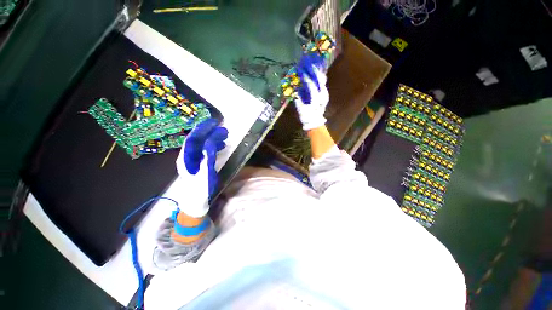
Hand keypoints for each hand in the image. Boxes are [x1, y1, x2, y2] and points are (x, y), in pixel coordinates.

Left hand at [176, 118, 227, 196]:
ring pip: (202, 145)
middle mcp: (188, 157)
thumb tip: (210, 142)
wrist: (196, 203)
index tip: (213, 122)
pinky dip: (214, 146)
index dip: (202, 129)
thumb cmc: (200, 190)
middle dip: (210, 133)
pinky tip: (222, 146)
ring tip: (225, 136)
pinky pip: (206, 151)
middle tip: (223, 129)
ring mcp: (194, 160)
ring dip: (213, 139)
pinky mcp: (200, 164)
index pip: (193, 139)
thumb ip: (207, 158)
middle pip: (198, 140)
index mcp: (186, 158)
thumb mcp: (205, 174)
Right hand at [294, 54, 329, 130]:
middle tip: (309, 63)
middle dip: (314, 71)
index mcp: (315, 98)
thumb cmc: (307, 116)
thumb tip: (295, 90)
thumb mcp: (301, 109)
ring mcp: (325, 94)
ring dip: (318, 72)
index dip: (306, 77)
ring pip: (322, 80)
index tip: (302, 70)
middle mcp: (322, 95)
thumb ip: (298, 100)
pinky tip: (317, 73)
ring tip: (314, 65)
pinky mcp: (325, 95)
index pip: (311, 85)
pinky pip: (323, 84)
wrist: (314, 121)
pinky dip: (320, 77)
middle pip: (319, 80)